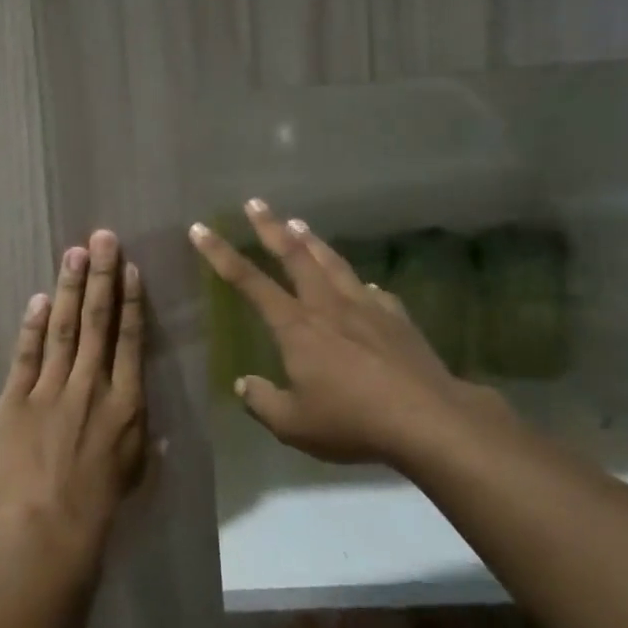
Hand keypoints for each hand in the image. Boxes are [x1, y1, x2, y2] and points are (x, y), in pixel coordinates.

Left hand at [0, 230, 148, 570]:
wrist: (49, 530)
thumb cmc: (100, 505)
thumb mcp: (135, 470)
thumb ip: (143, 436)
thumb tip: (154, 419)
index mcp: (126, 402)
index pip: (129, 340)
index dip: (130, 300)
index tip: (130, 268)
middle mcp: (92, 386)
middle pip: (98, 322)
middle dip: (101, 276)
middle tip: (102, 238)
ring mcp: (52, 390)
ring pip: (65, 329)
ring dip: (70, 289)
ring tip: (75, 253)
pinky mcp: (16, 400)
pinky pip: (27, 356)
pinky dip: (33, 326)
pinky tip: (39, 299)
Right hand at [189, 199, 508, 464]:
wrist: (427, 419)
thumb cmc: (352, 421)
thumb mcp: (294, 425)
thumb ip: (263, 402)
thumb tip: (244, 384)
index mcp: (296, 327)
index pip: (249, 282)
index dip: (221, 254)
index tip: (201, 229)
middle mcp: (327, 306)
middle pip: (295, 256)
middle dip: (271, 227)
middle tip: (256, 203)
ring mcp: (366, 307)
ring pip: (333, 263)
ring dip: (313, 241)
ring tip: (299, 223)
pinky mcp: (396, 318)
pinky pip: (372, 291)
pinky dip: (358, 282)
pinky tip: (362, 283)